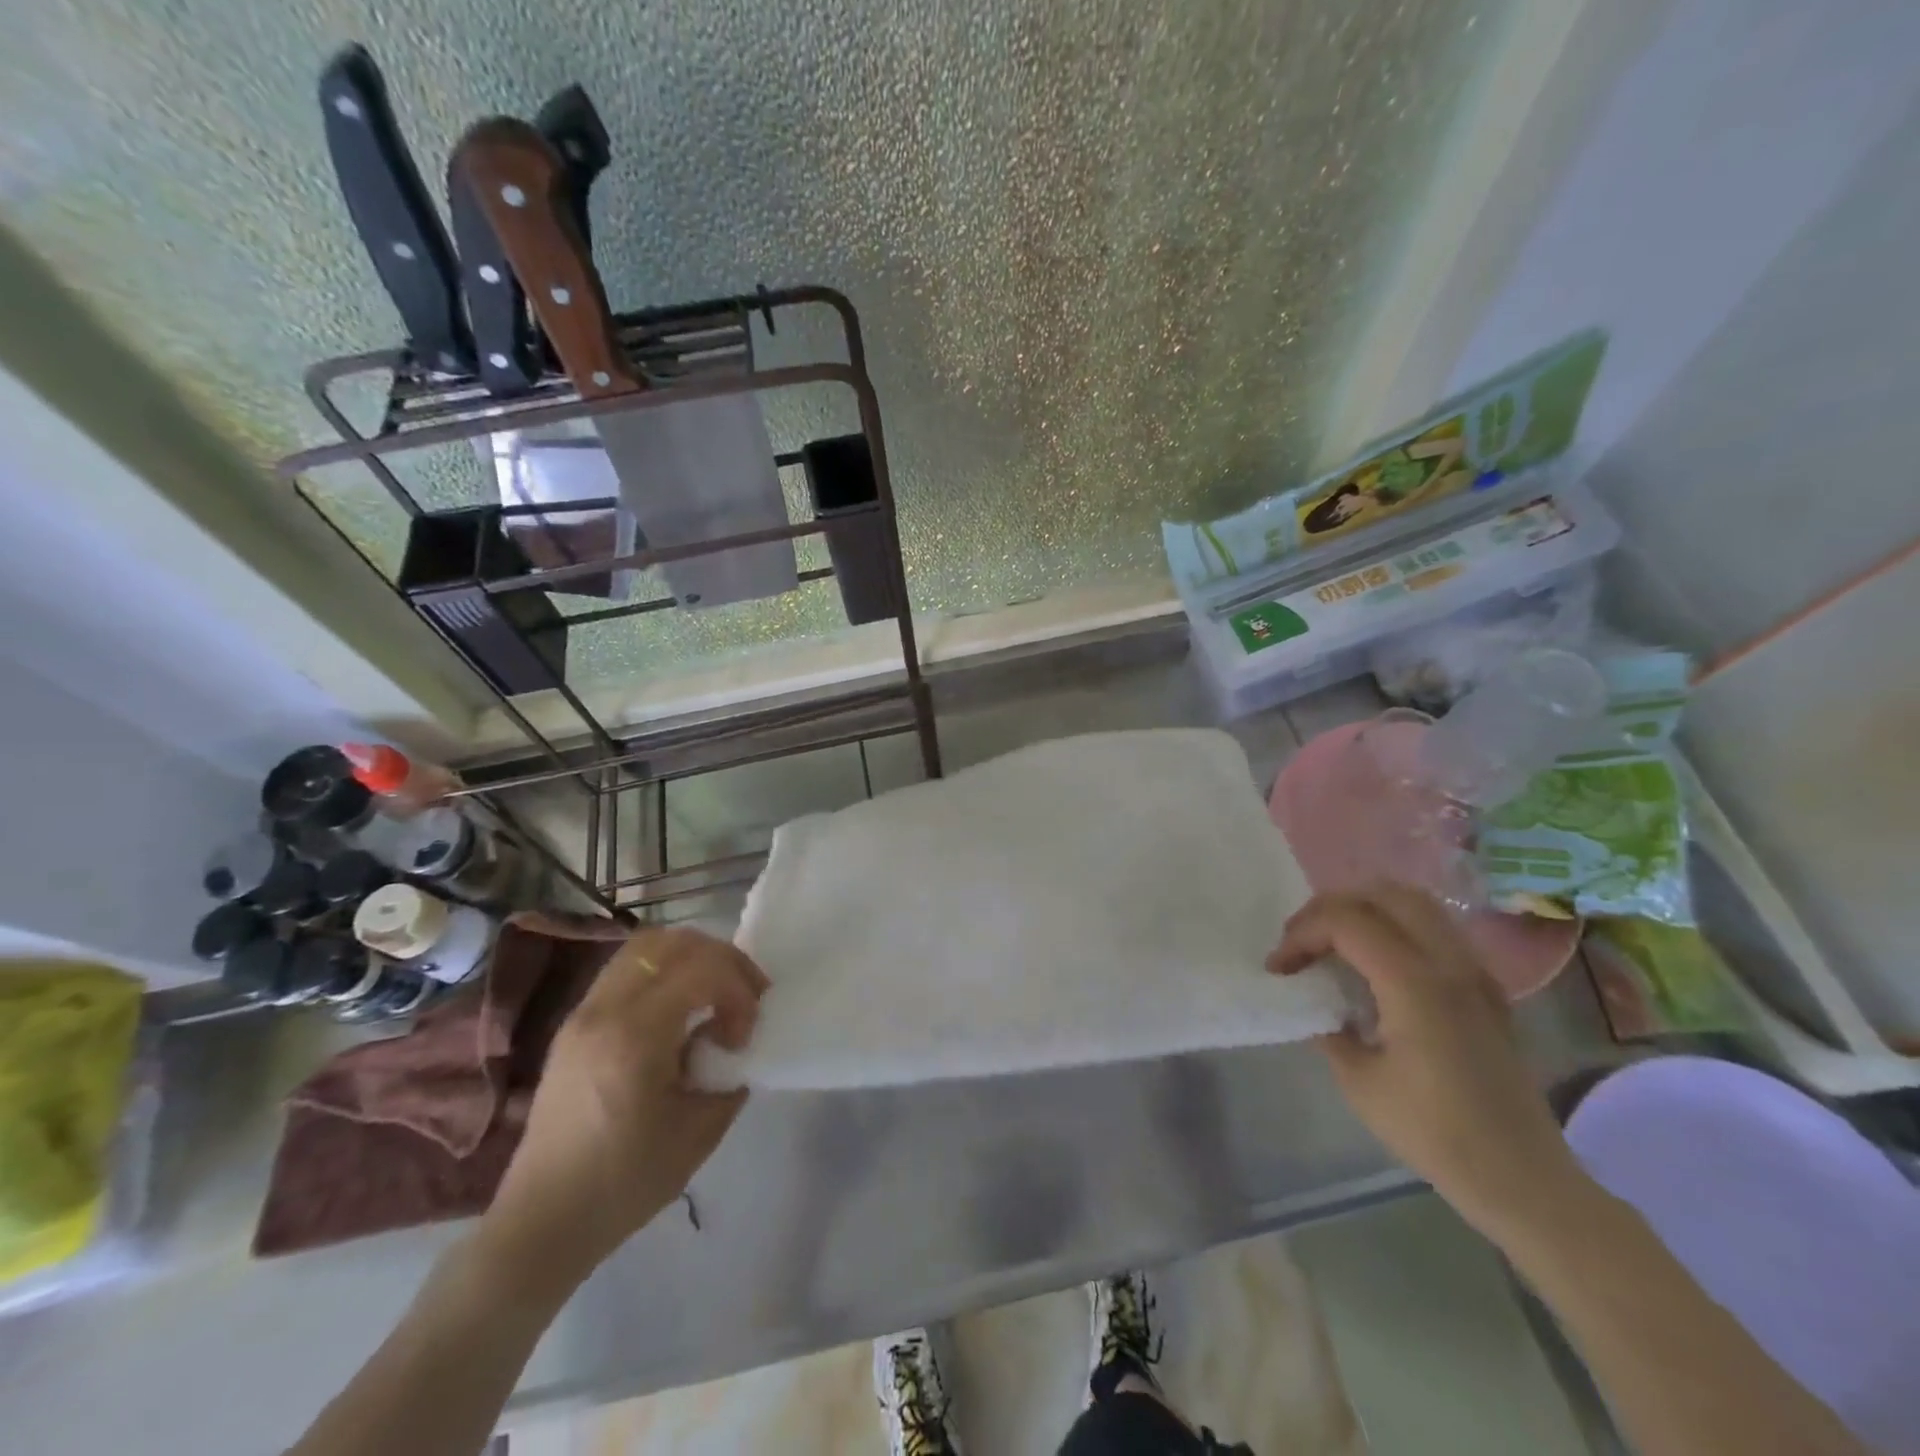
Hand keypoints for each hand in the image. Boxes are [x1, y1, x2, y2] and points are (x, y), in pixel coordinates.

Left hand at [478, 926, 767, 1292]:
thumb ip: (729, 1074)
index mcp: (634, 1036)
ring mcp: (583, 1012)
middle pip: (673, 942)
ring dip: (692, 960)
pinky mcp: (575, 1024)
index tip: (745, 1034)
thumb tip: (735, 1044)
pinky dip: (665, 973)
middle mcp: (604, 1010)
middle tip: (745, 997)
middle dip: (721, 960)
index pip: (701, 968)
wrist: (543, 1222)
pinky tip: (680, 1013)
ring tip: (715, 997)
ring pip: (646, 947)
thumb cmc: (625, 1183)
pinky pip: (627, 970)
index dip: (739, 988)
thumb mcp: (700, 1131)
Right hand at [1269, 886, 1592, 1243]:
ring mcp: (1475, 972)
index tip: (1279, 968)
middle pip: (1381, 895)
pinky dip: (1396, 927)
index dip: (1301, 934)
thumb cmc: (1434, 1133)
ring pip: (1415, 903)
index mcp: (1414, 983)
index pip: (1345, 921)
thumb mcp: (1358, 1081)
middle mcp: (1449, 963)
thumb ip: (1329, 1025)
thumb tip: (1315, 1000)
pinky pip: (1437, 930)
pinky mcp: (1487, 988)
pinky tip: (1378, 964)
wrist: (1522, 1179)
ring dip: (1365, 910)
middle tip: (1303, 942)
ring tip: (1335, 943)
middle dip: (1330, 908)